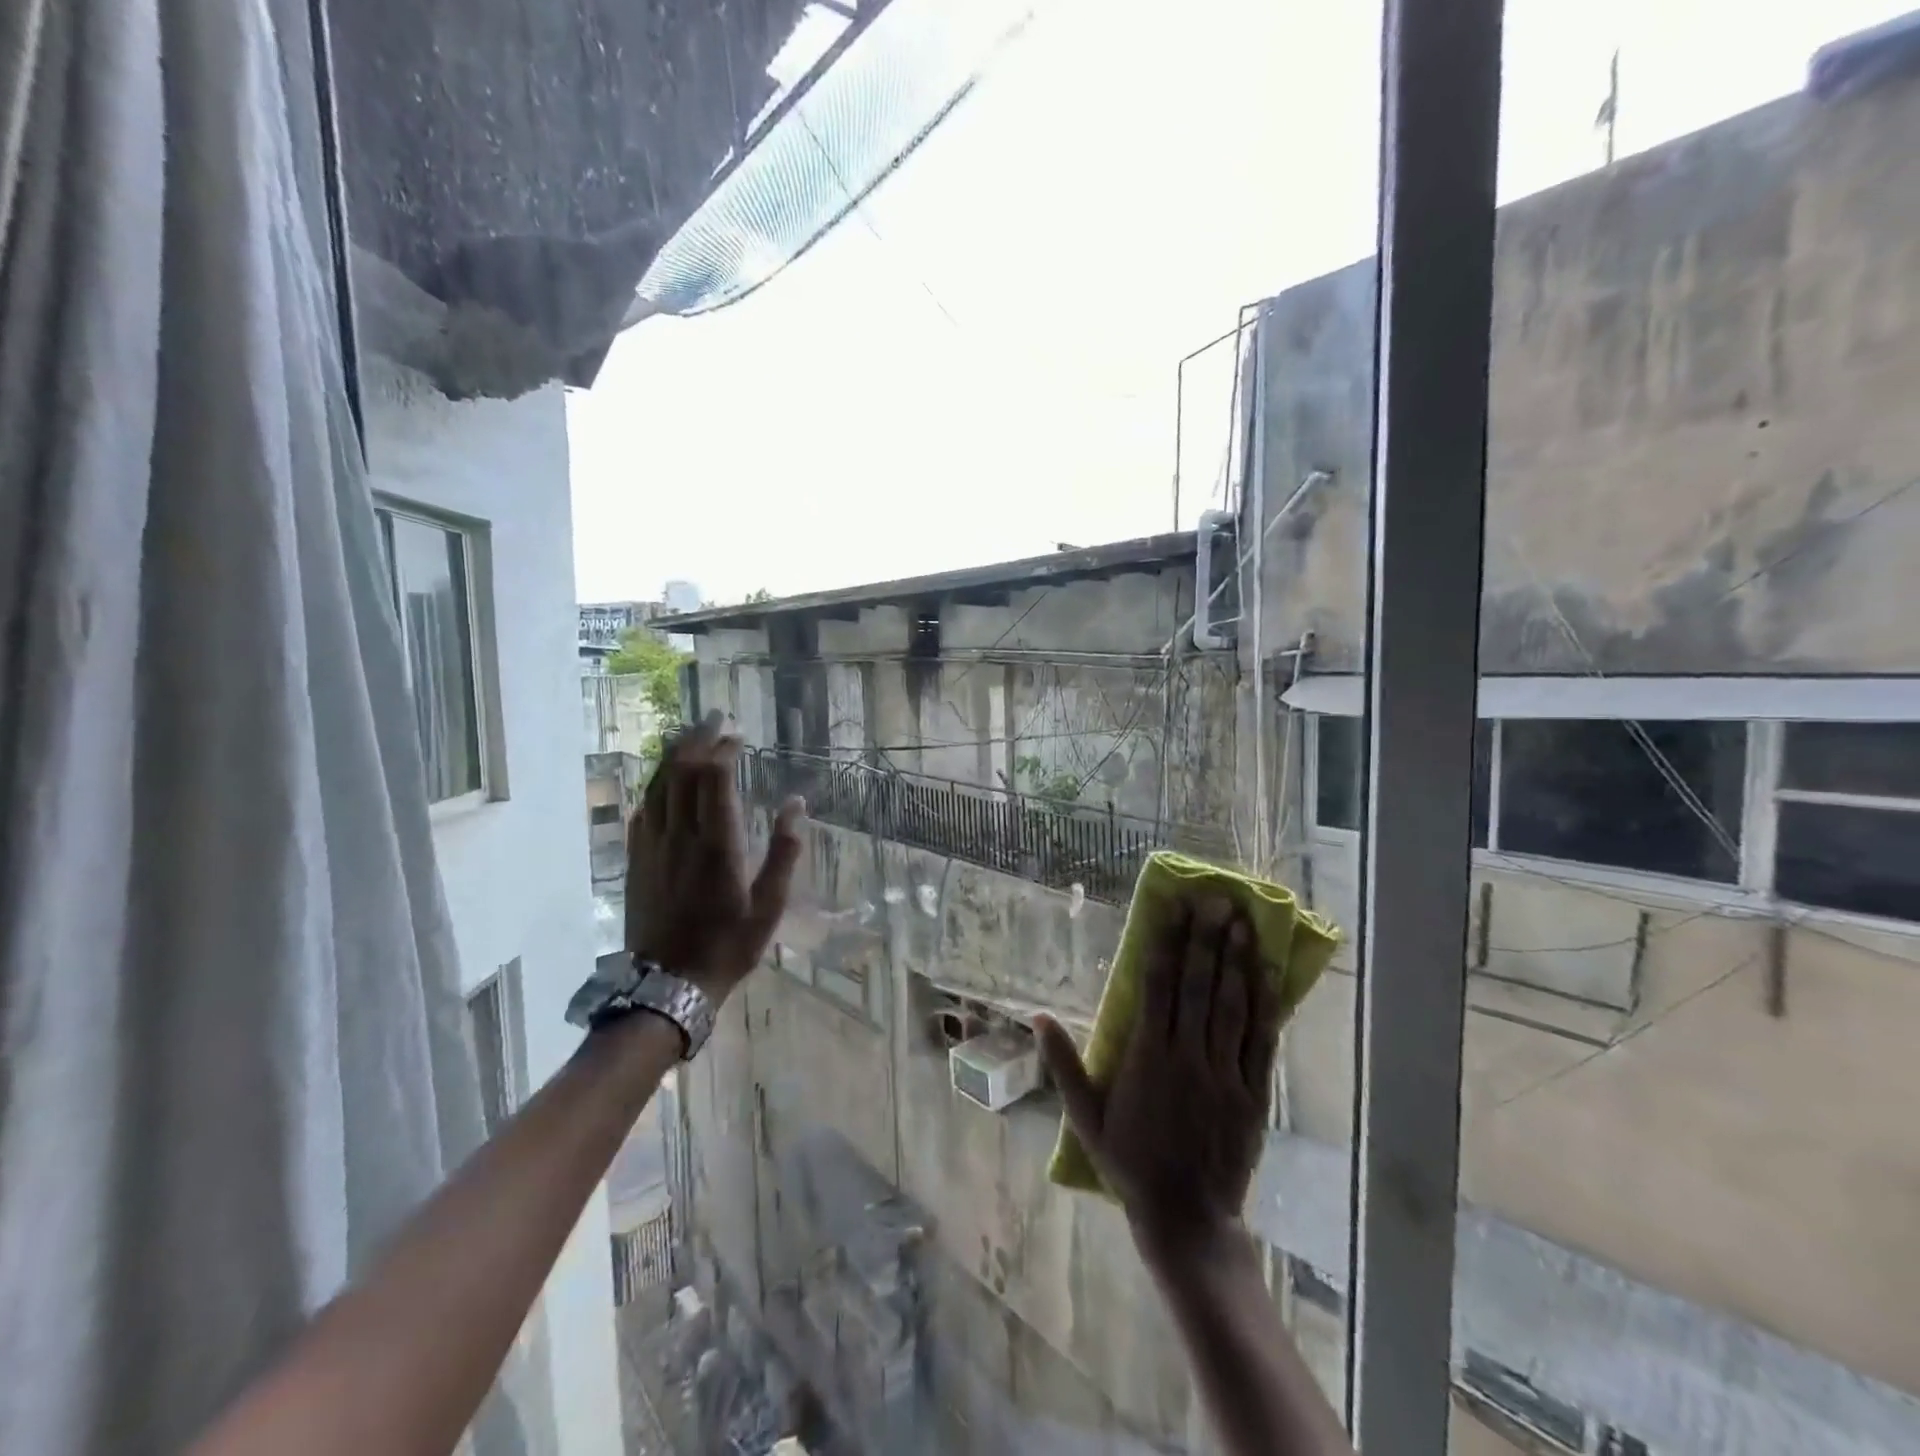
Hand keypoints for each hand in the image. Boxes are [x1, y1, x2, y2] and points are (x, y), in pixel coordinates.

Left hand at [625, 714, 802, 1005]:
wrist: (667, 985)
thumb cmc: (728, 946)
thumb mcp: (769, 906)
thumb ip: (784, 853)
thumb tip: (795, 805)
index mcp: (717, 845)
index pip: (714, 780)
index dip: (723, 750)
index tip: (736, 733)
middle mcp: (681, 836)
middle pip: (682, 772)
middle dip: (697, 739)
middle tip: (713, 718)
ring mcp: (652, 847)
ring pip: (658, 786)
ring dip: (673, 756)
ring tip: (689, 736)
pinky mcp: (636, 860)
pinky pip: (643, 810)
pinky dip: (655, 786)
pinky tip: (664, 782)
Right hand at [1038, 897, 1281, 1266]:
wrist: (1185, 1218)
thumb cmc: (1130, 1163)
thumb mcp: (1085, 1116)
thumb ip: (1063, 1063)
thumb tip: (1037, 1017)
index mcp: (1147, 1055)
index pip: (1158, 985)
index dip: (1167, 943)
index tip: (1174, 908)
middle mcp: (1187, 1055)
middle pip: (1198, 986)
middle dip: (1207, 939)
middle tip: (1217, 900)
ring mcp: (1224, 1073)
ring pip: (1231, 1006)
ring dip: (1236, 961)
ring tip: (1243, 922)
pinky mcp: (1253, 1094)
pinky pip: (1261, 1043)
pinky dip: (1265, 1006)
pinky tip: (1268, 975)